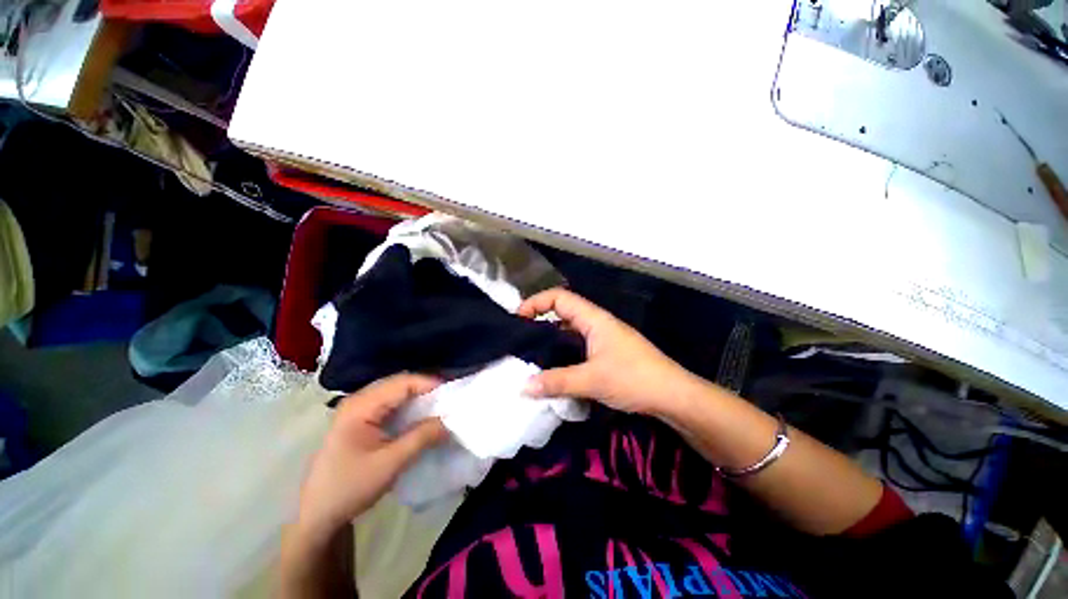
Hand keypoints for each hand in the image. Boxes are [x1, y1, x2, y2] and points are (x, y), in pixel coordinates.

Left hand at [294, 374, 446, 541]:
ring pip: (396, 392)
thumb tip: (450, 421)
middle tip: (449, 399)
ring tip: (440, 406)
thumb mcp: (390, 463)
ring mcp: (358, 409)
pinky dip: (409, 406)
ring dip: (419, 397)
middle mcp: (359, 400)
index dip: (429, 383)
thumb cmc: (350, 487)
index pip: (402, 383)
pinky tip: (421, 416)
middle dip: (426, 388)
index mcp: (361, 406)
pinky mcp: (361, 419)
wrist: (318, 514)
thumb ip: (422, 437)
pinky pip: (391, 404)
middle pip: (399, 383)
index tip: (452, 394)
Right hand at [518, 288, 697, 415]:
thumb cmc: (633, 379)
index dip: (536, 302)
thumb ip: (556, 382)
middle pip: (563, 311)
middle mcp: (597, 323)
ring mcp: (603, 338)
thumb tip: (523, 387)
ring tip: (531, 352)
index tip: (518, 318)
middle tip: (520, 337)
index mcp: (594, 319)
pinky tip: (554, 366)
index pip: (559, 298)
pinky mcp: (607, 352)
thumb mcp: (591, 380)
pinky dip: (563, 350)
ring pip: (570, 330)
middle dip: (540, 319)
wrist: (673, 395)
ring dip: (551, 337)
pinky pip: (578, 344)